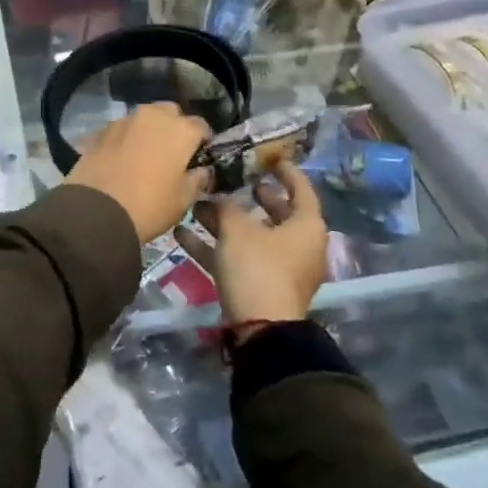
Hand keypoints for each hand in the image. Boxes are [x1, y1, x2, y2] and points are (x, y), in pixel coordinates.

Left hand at [64, 103, 213, 243]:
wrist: (96, 211)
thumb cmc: (149, 206)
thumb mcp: (183, 200)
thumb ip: (198, 179)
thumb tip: (203, 170)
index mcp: (180, 130)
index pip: (201, 126)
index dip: (202, 142)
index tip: (199, 158)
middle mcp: (153, 116)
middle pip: (170, 113)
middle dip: (174, 128)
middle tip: (171, 154)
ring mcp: (124, 120)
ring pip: (144, 118)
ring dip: (148, 131)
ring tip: (145, 155)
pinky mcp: (101, 130)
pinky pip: (122, 129)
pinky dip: (127, 138)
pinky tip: (123, 158)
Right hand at [177, 163, 327, 324]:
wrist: (259, 329)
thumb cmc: (257, 267)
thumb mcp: (237, 229)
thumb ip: (226, 207)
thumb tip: (219, 197)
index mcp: (306, 226)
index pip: (301, 189)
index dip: (286, 172)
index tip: (270, 158)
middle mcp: (298, 245)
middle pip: (275, 213)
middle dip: (250, 197)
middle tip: (233, 180)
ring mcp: (278, 267)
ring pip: (251, 236)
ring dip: (223, 221)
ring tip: (195, 204)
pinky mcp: (258, 285)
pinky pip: (236, 258)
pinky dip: (213, 246)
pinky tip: (181, 233)